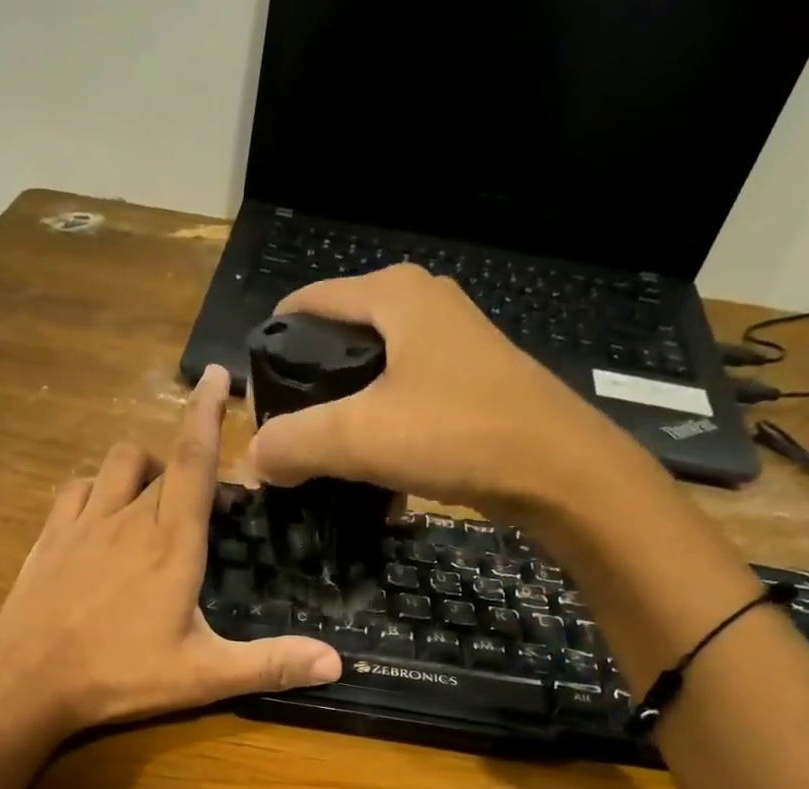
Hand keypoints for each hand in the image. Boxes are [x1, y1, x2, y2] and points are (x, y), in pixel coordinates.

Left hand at [0, 366, 341, 738]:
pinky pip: (76, 489)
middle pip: (162, 462)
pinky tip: (100, 514)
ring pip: (116, 464)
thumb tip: (336, 664)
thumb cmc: (120, 676)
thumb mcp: (203, 676)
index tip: (217, 375)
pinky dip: (95, 488)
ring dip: (141, 468)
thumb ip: (269, 664)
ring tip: (153, 498)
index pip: (195, 460)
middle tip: (202, 493)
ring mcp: (83, 524)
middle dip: (185, 459)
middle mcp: (128, 519)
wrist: (29, 682)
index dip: (207, 414)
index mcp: (172, 544)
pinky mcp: (50, 538)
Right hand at [242, 264, 661, 515]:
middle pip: (338, 342)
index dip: (271, 349)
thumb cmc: (455, 432)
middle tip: (284, 441)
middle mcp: (422, 308)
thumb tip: (255, 457)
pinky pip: (400, 403)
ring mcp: (449, 348)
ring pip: (370, 378)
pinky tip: (368, 472)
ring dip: (341, 418)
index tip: (254, 404)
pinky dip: (377, 432)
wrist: (555, 470)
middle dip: (305, 391)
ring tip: (318, 462)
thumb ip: (294, 442)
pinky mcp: (466, 388)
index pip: (307, 305)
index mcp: (393, 296)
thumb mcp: (359, 436)